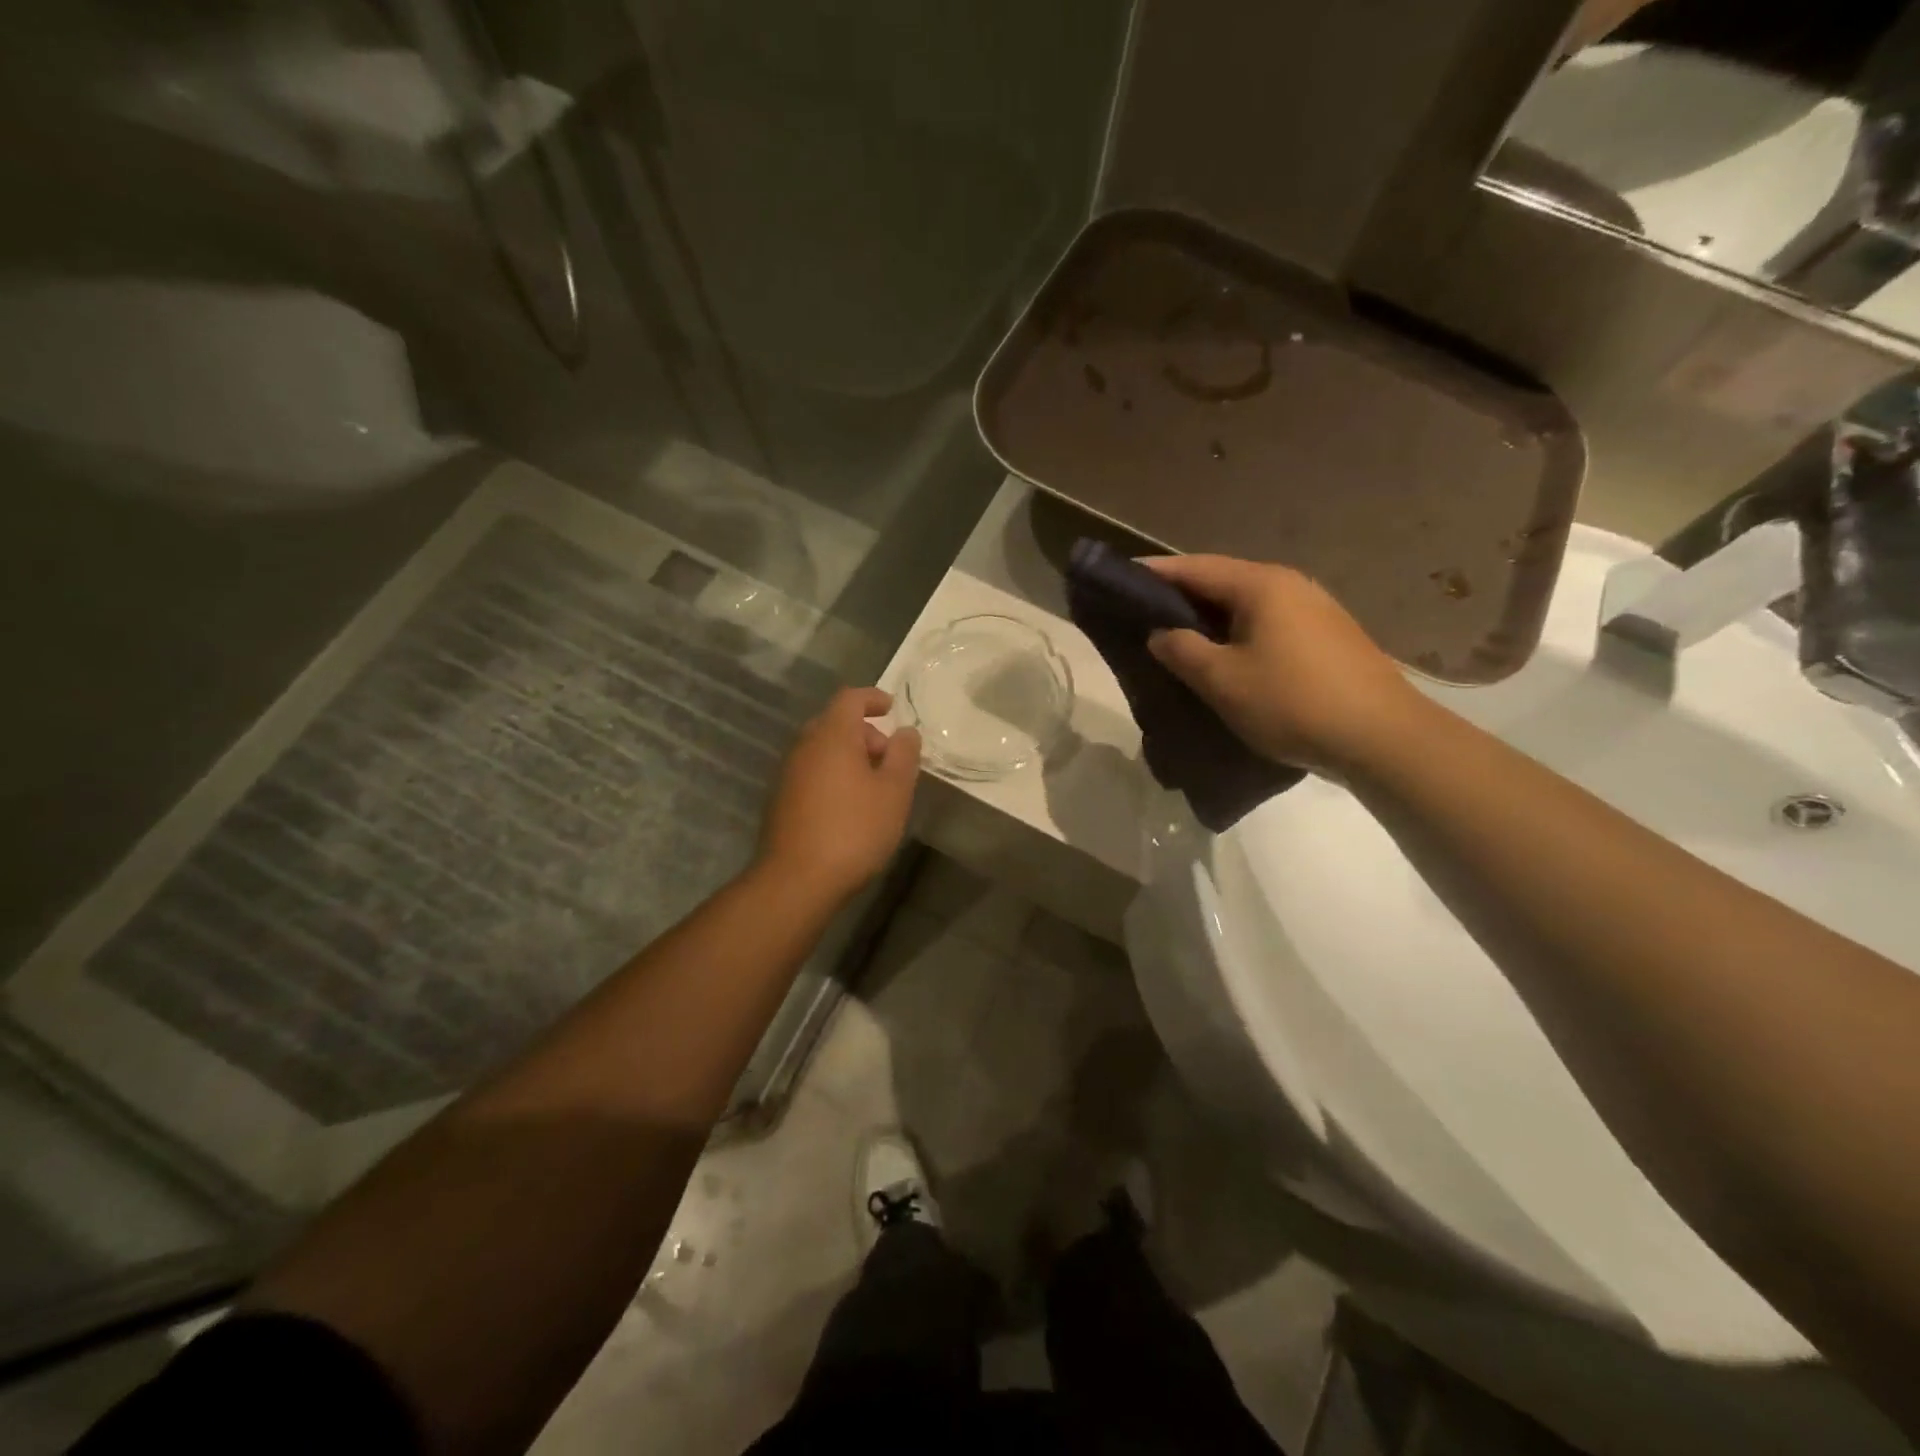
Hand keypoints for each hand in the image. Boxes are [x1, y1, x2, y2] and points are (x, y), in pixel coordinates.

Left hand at [758, 686, 920, 900]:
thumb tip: (905, 732)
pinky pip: (812, 772)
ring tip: (874, 787)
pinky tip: (849, 806)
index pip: (850, 698)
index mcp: (832, 736)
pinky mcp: (781, 800)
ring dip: (849, 756)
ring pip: (822, 749)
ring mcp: (788, 774)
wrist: (797, 880)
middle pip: (835, 723)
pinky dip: (833, 775)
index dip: (873, 698)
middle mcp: (804, 746)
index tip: (892, 708)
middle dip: (865, 732)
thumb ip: (903, 756)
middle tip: (889, 757)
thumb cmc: (854, 830)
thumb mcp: (894, 792)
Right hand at [1144, 556, 1420, 776]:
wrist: (1383, 738)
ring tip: (1177, 635)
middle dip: (1181, 594)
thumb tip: (1160, 633)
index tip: (1120, 578)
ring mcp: (1315, 609)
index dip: (1154, 572)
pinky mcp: (1328, 637)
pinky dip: (1237, 632)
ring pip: (1247, 604)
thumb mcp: (1222, 680)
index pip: (1195, 568)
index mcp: (1261, 586)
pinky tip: (1225, 655)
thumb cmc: (1292, 702)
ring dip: (1210, 616)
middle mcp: (1290, 585)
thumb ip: (1182, 650)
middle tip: (1142, 611)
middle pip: (1223, 580)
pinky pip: (1268, 623)